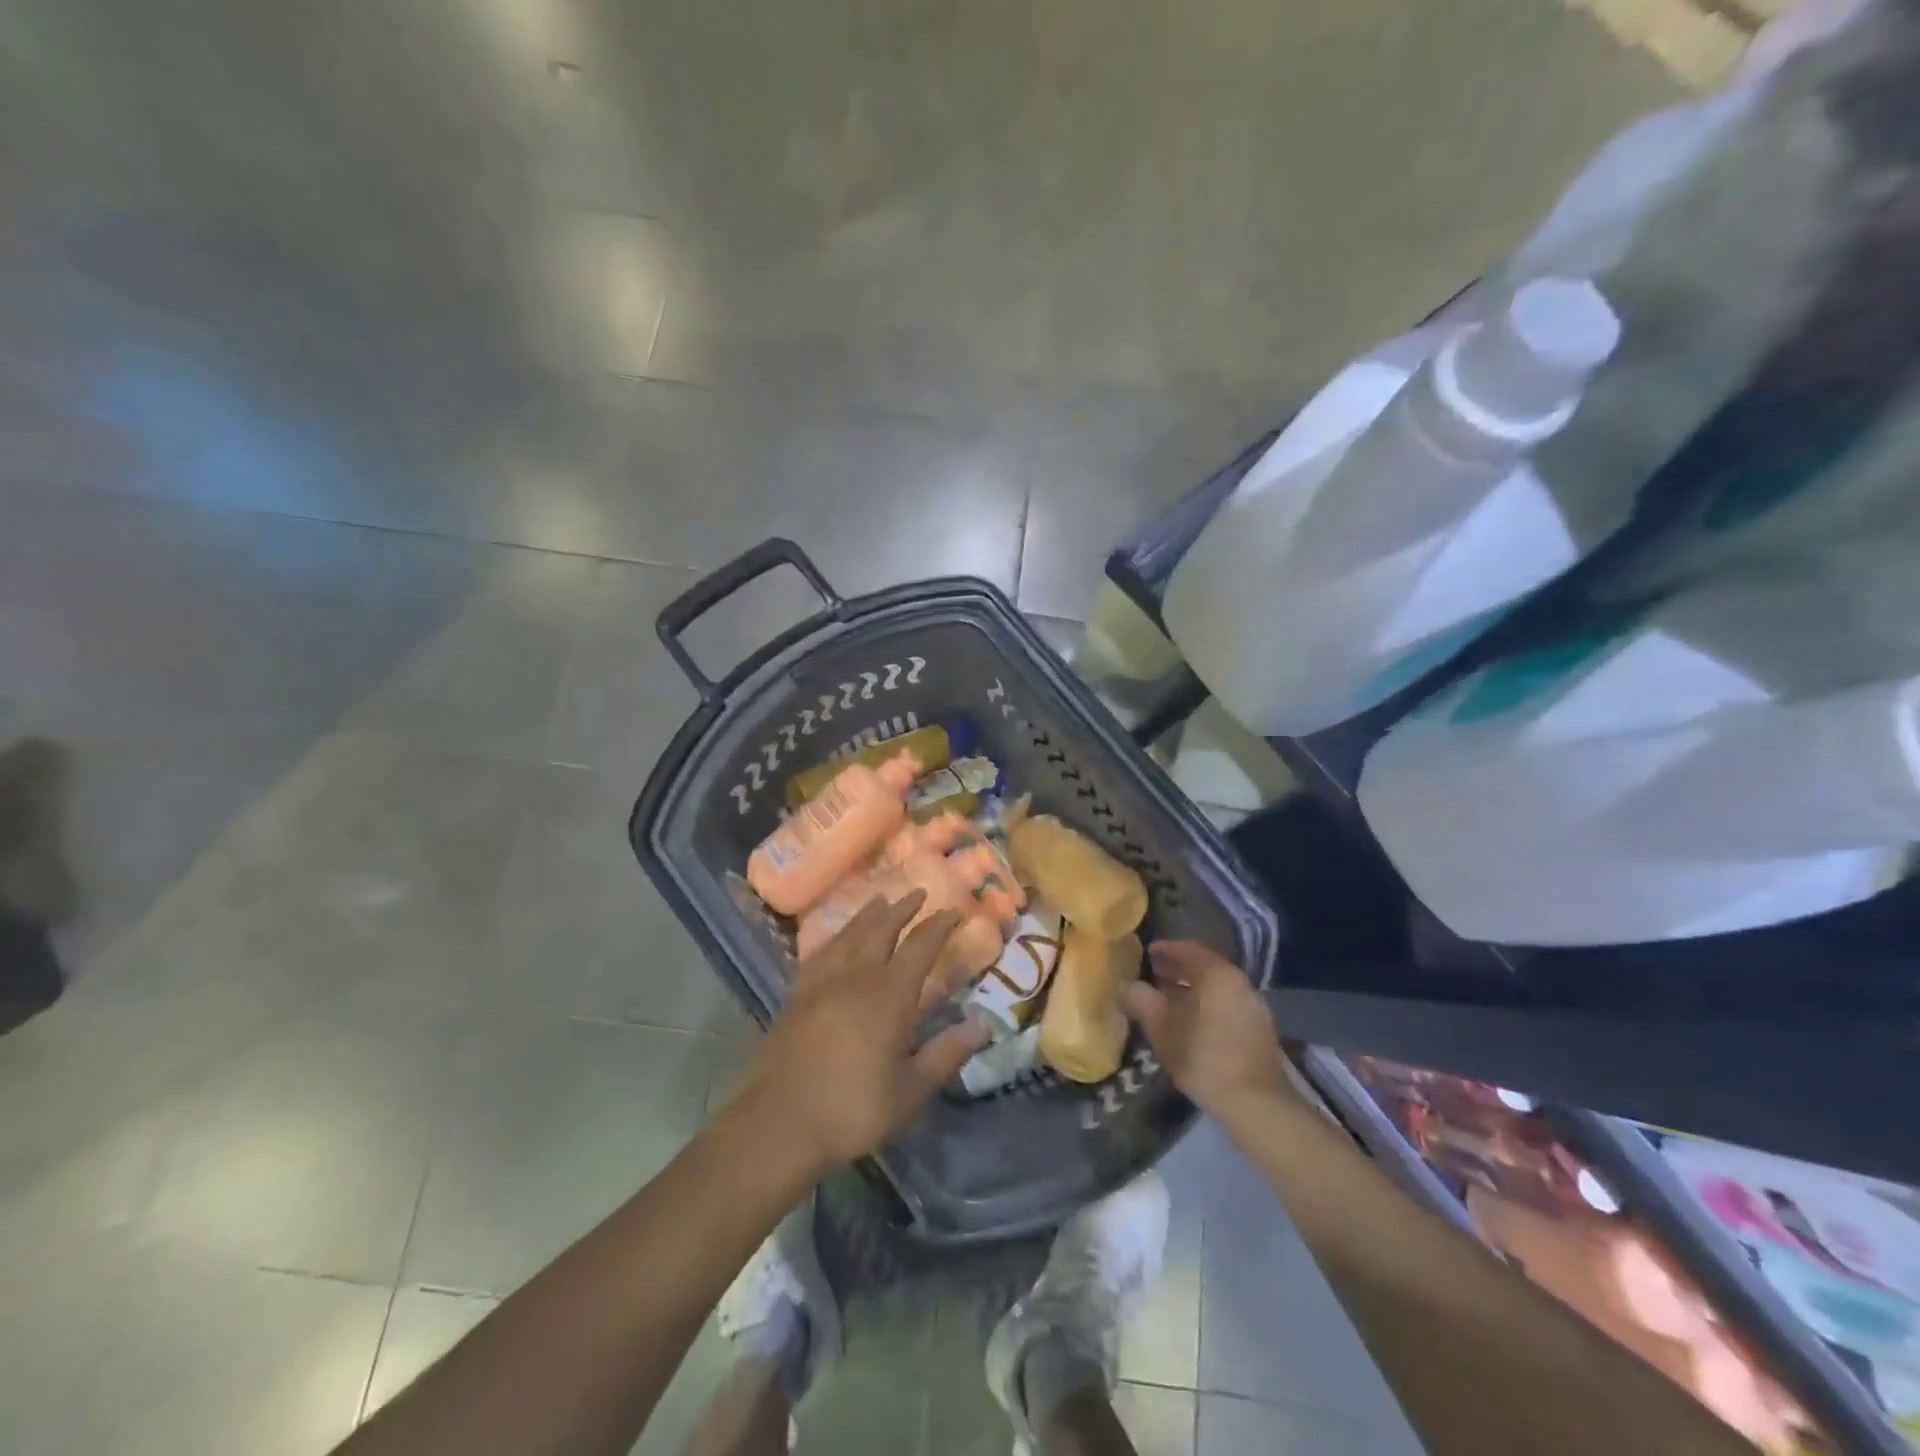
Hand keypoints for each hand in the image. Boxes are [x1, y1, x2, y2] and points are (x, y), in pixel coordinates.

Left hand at [736, 890, 990, 1173]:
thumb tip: (983, 1025)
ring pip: (848, 936)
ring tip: (879, 901)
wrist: (778, 1125)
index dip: (938, 927)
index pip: (919, 948)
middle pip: (880, 930)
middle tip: (917, 892)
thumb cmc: (852, 1110)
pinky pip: (820, 953)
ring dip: (867, 916)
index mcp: (888, 996)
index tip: (953, 912)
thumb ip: (946, 1054)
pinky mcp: (796, 997)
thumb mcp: (910, 1091)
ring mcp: (820, 984)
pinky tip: (835, 940)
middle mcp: (855, 978)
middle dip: (902, 909)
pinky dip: (834, 938)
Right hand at [1125, 941, 1292, 1128]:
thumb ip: (1141, 1001)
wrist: (1256, 1103)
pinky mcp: (1260, 1027)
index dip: (1165, 950)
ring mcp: (1253, 1004)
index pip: (1187, 949)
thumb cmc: (1203, 1057)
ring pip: (1217, 986)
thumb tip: (1125, 985)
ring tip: (1169, 1000)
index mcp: (1216, 974)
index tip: (1147, 954)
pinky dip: (1208, 1003)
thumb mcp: (1162, 1029)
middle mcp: (1239, 981)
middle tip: (1154, 975)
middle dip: (1178, 969)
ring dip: (1193, 988)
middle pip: (1204, 966)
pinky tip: (1193, 1021)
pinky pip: (1228, 1002)